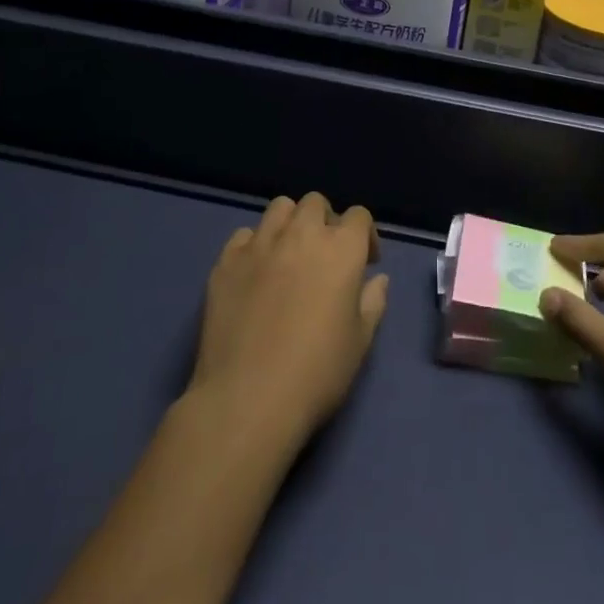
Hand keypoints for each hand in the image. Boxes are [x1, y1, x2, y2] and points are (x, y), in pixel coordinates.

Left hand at [188, 193, 388, 450]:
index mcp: (341, 249)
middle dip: (326, 221)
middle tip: (325, 255)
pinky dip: (255, 245)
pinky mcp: (226, 262)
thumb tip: (377, 279)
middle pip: (316, 203)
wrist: (247, 400)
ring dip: (290, 224)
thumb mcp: (360, 342)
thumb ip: (373, 302)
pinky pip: (244, 235)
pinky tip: (256, 272)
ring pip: (279, 208)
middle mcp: (302, 235)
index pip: (359, 216)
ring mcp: (260, 245)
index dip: (365, 235)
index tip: (366, 262)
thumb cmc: (316, 373)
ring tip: (290, 254)